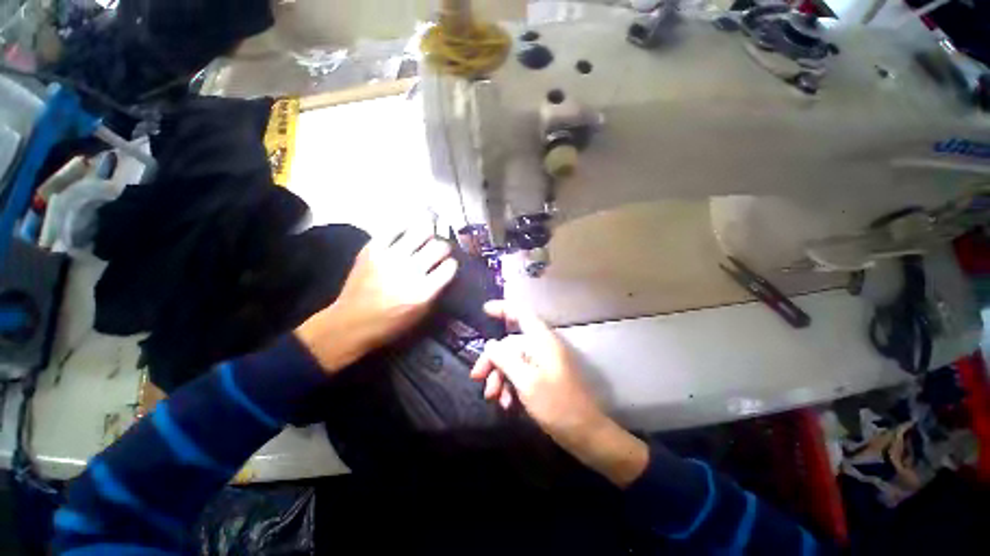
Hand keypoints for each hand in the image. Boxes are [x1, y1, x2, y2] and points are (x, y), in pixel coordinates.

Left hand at [296, 224, 458, 373]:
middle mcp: (409, 271)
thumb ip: (437, 290)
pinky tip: (407, 233)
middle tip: (439, 251)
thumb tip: (446, 268)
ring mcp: (390, 257)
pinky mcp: (372, 249)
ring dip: (428, 235)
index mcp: (423, 292)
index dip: (451, 264)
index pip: (450, 266)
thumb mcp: (421, 314)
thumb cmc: (390, 323)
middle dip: (443, 248)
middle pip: (439, 246)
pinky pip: (395, 228)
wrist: (350, 323)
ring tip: (425, 238)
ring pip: (421, 231)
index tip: (448, 265)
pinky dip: (405, 228)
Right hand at [470, 301, 648, 486]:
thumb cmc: (556, 405)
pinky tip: (506, 404)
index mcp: (542, 341)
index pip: (521, 314)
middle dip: (492, 360)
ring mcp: (543, 363)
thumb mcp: (526, 381)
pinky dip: (509, 386)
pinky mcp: (543, 378)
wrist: (585, 434)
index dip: (503, 308)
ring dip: (499, 377)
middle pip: (511, 343)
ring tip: (493, 398)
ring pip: (513, 361)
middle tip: (476, 377)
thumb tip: (490, 344)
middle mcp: (542, 347)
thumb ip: (505, 359)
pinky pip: (520, 375)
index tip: (484, 310)